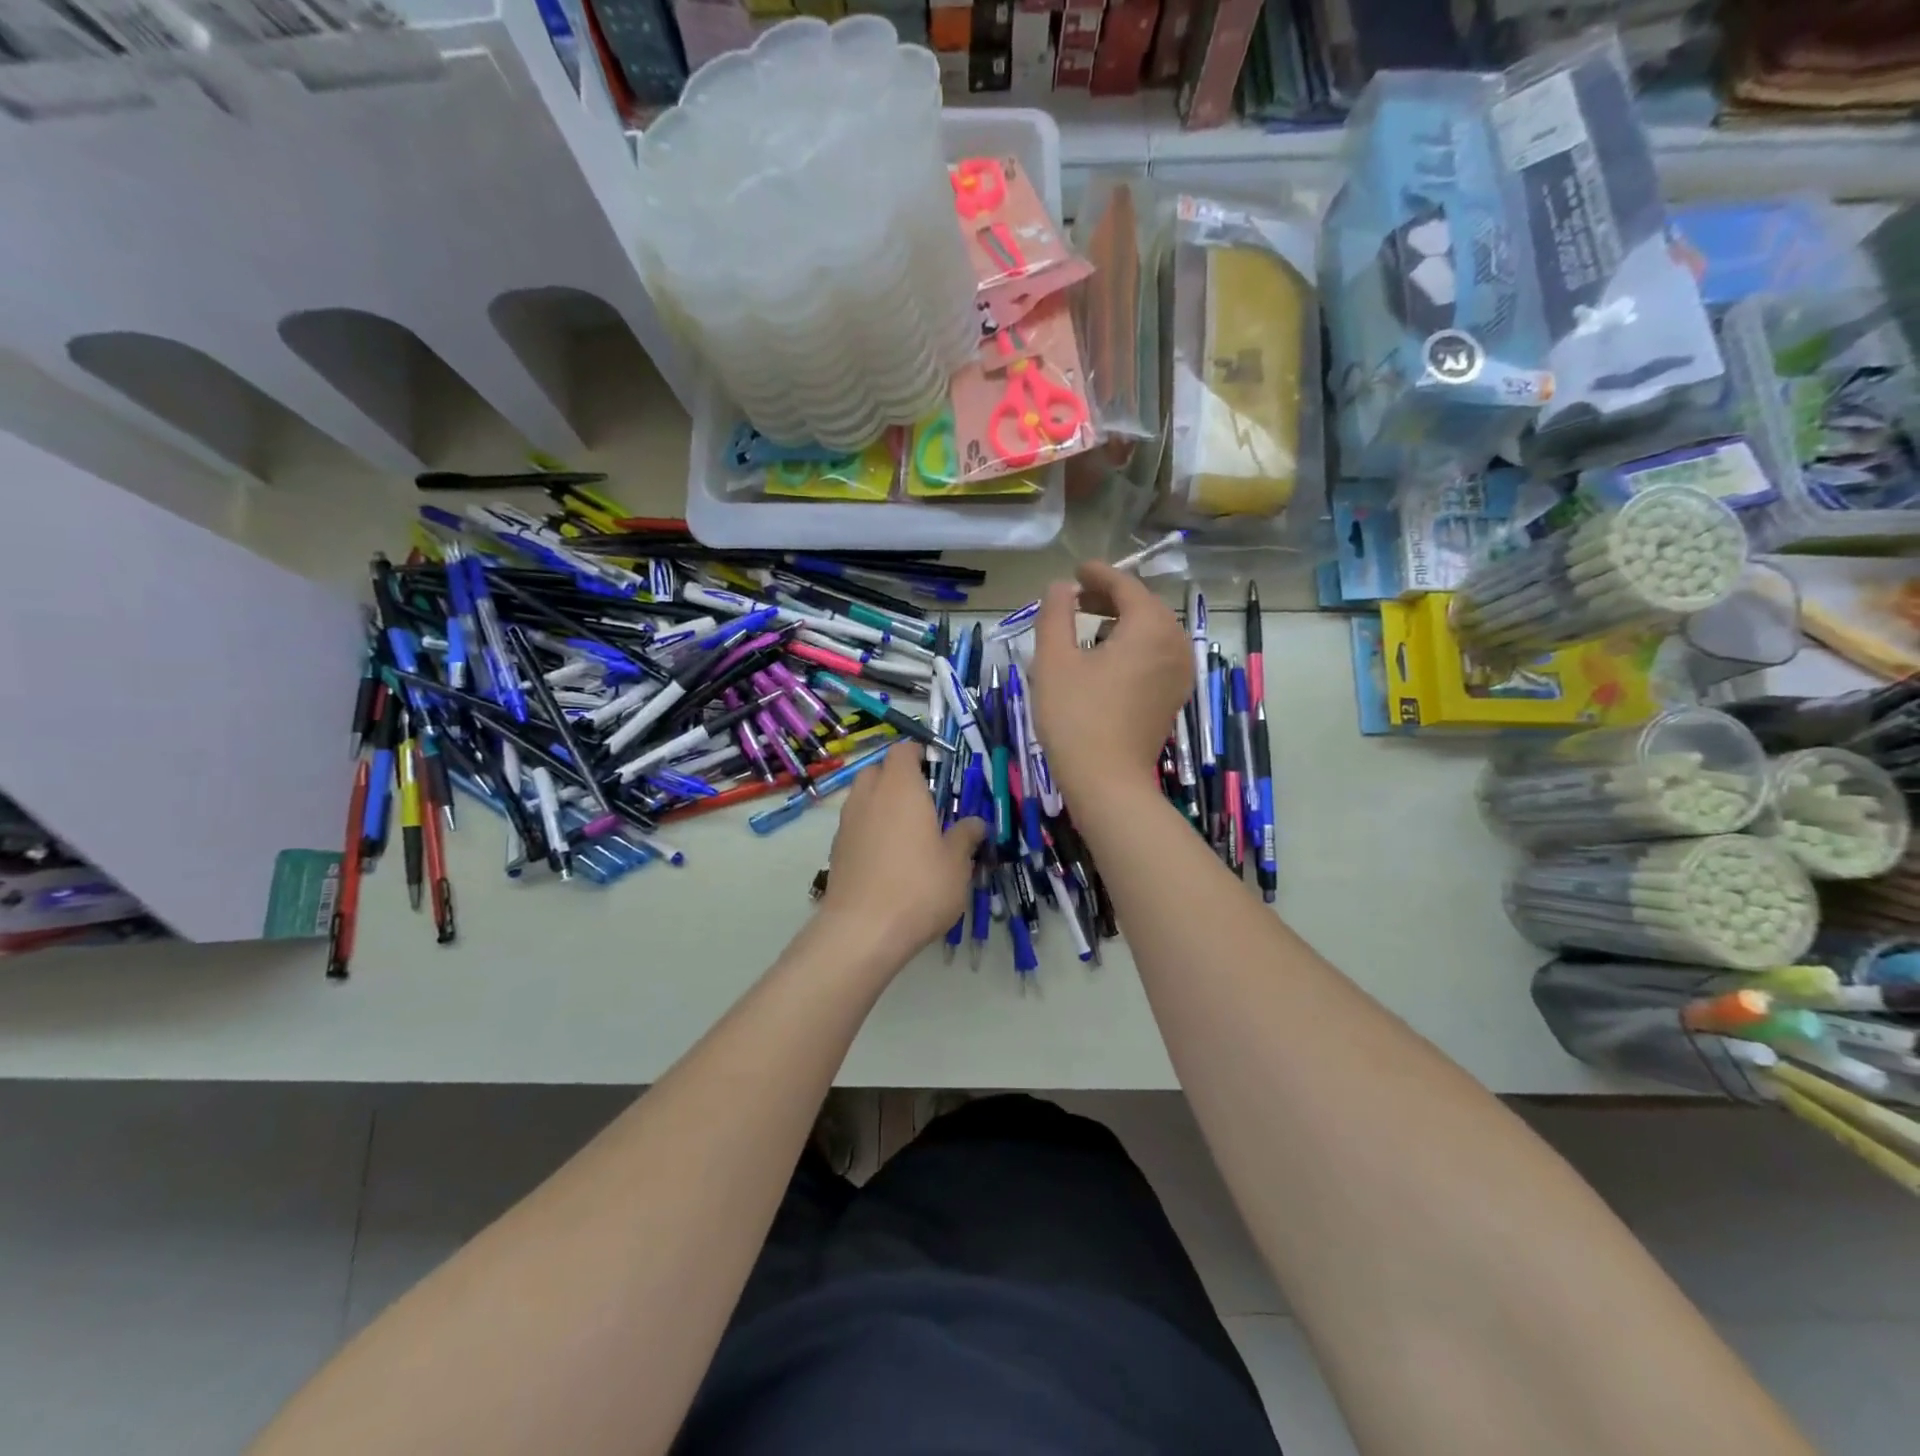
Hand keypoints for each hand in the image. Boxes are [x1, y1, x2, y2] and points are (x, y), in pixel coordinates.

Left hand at [820, 742, 986, 964]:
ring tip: (907, 833)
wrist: (863, 930)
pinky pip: (855, 826)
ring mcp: (847, 823)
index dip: (919, 755)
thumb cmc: (919, 886)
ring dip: (882, 805)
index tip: (937, 770)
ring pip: (863, 798)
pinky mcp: (836, 850)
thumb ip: (965, 836)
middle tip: (924, 802)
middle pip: (878, 771)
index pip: (903, 750)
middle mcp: (868, 796)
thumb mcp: (957, 863)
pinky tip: (888, 859)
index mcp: (900, 788)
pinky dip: (870, 830)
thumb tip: (975, 823)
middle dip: (898, 778)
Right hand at [1031, 561, 1193, 803]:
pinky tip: (1105, 659)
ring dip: (1122, 622)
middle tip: (1077, 598)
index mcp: (1150, 627)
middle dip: (1111, 598)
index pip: (1126, 586)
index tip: (1075, 572)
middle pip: (1144, 606)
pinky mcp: (1173, 696)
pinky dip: (1133, 646)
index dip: (1099, 574)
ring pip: (1152, 632)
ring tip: (1087, 626)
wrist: (1107, 781)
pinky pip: (1156, 656)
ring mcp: (1180, 673)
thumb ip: (1056, 613)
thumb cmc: (1076, 717)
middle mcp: (1175, 644)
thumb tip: (1062, 586)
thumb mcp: (1053, 660)